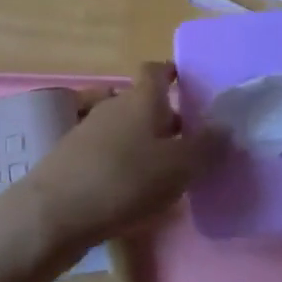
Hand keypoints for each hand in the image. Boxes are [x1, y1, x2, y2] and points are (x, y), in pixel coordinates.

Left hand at [20, 63, 221, 256]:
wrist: (56, 212)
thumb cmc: (125, 180)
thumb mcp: (178, 167)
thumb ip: (206, 146)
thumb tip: (225, 125)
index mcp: (143, 97)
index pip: (157, 69)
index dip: (173, 74)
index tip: (189, 87)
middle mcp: (115, 104)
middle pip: (143, 100)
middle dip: (165, 116)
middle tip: (189, 141)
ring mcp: (90, 128)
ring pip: (126, 125)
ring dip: (144, 140)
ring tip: (165, 169)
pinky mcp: (74, 155)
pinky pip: (108, 148)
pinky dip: (124, 159)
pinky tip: (133, 188)